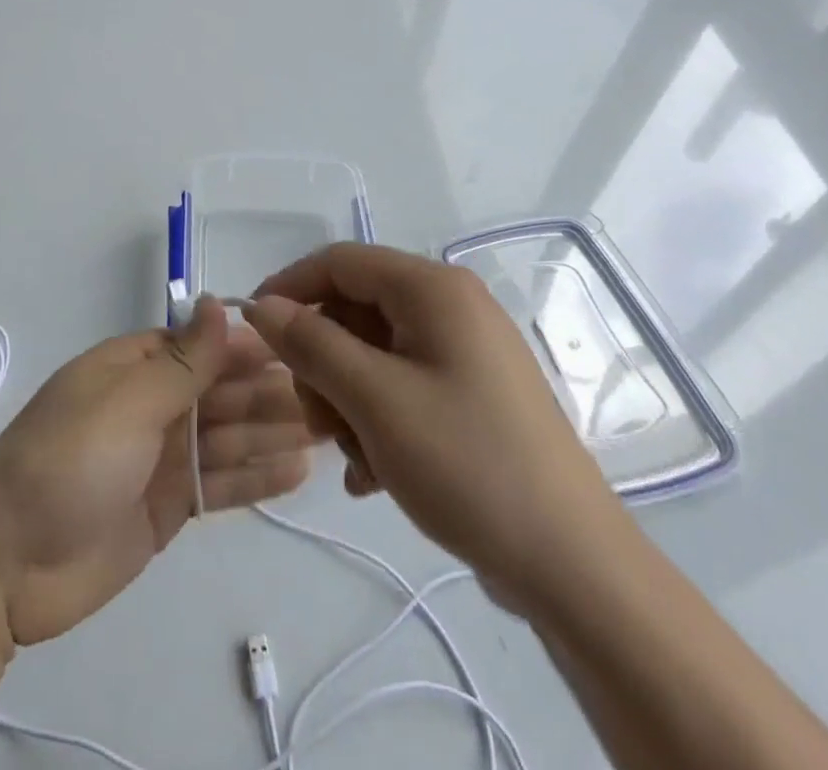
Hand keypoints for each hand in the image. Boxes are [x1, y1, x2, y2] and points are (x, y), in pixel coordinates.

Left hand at [0, 298, 313, 646]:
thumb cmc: (66, 463)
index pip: (201, 347)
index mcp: (134, 367)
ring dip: (272, 433)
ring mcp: (161, 458)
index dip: (248, 349)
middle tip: (331, 398)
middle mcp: (151, 405)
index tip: (301, 350)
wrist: (5, 567)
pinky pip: (220, 483)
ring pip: (227, 437)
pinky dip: (255, 477)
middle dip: (269, 393)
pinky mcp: (168, 507)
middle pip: (220, 392)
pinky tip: (298, 471)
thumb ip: (182, 361)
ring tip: (328, 432)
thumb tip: (218, 301)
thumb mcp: (127, 402)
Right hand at [245, 244, 625, 618]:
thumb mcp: (374, 400)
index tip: (253, 330)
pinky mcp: (472, 393)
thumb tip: (262, 305)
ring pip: (374, 353)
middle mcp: (451, 307)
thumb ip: (311, 343)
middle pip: (355, 309)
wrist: (574, 567)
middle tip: (314, 419)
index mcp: (434, 289)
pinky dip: (377, 419)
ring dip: (347, 400)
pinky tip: (373, 474)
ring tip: (352, 457)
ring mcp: (465, 352)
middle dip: (323, 361)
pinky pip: (403, 385)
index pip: (340, 261)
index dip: (290, 287)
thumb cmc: (467, 464)